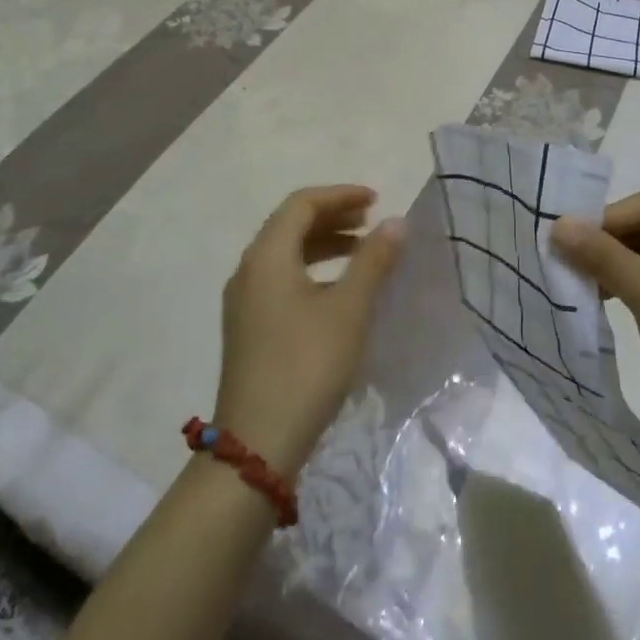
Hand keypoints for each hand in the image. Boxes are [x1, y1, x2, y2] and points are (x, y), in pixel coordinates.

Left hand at [214, 185, 404, 479]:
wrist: (257, 444)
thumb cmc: (307, 365)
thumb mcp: (349, 310)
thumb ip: (373, 261)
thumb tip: (395, 222)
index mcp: (267, 255)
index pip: (302, 204)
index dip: (340, 195)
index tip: (376, 201)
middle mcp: (248, 269)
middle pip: (290, 224)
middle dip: (332, 216)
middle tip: (371, 221)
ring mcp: (244, 300)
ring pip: (285, 253)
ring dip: (323, 243)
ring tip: (361, 250)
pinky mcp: (248, 326)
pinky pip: (280, 278)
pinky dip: (311, 269)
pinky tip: (337, 290)